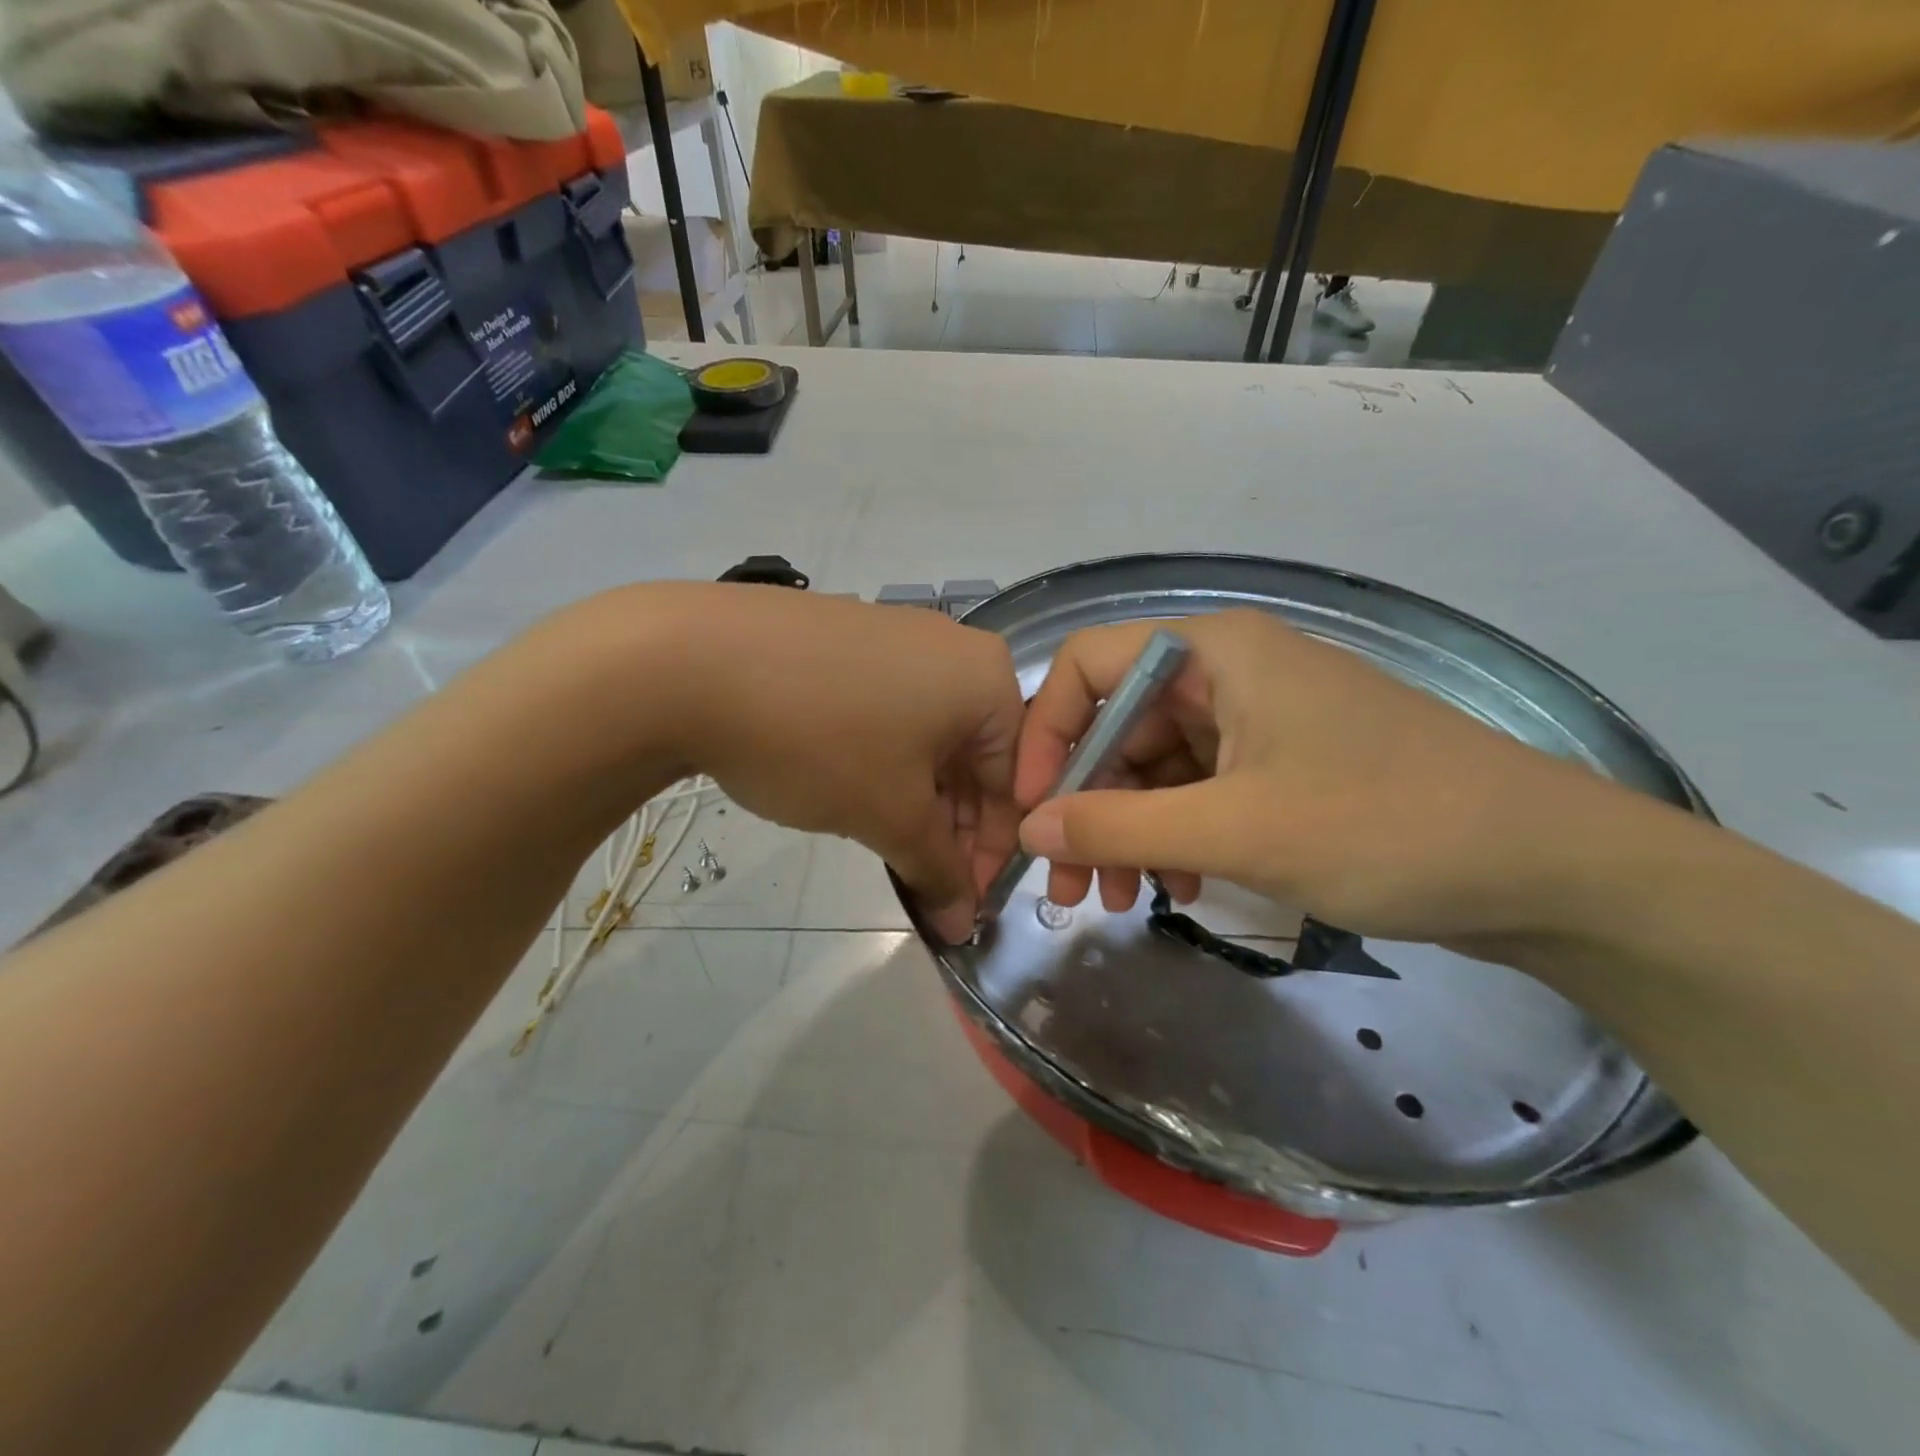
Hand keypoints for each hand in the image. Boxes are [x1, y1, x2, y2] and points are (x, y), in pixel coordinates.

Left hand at [657, 586, 1023, 942]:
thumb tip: (963, 923)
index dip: (991, 852)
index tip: (963, 904)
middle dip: (951, 828)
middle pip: (973, 756)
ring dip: (917, 800)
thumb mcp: (889, 815)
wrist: (689, 660)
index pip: (1014, 781)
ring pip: (928, 736)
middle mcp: (952, 647)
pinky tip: (852, 791)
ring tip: (887, 846)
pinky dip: (884, 761)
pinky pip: (888, 710)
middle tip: (924, 883)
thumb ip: (939, 871)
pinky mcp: (846, 638)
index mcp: (987, 678)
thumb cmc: (821, 739)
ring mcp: (895, 636)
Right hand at [1012, 609, 1648, 944]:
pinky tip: (1184, 887)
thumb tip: (1030, 829)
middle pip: (1120, 725)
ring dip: (1130, 831)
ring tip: (1121, 899)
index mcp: (1212, 651)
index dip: (1045, 735)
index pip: (1087, 666)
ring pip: (1158, 767)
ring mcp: (1259, 719)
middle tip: (1069, 886)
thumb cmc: (1386, 825)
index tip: (1032, 810)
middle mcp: (1228, 671)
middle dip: (1087, 804)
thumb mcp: (1236, 829)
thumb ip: (1119, 826)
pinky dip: (1179, 837)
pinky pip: (1202, 791)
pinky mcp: (1285, 764)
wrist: (1550, 870)